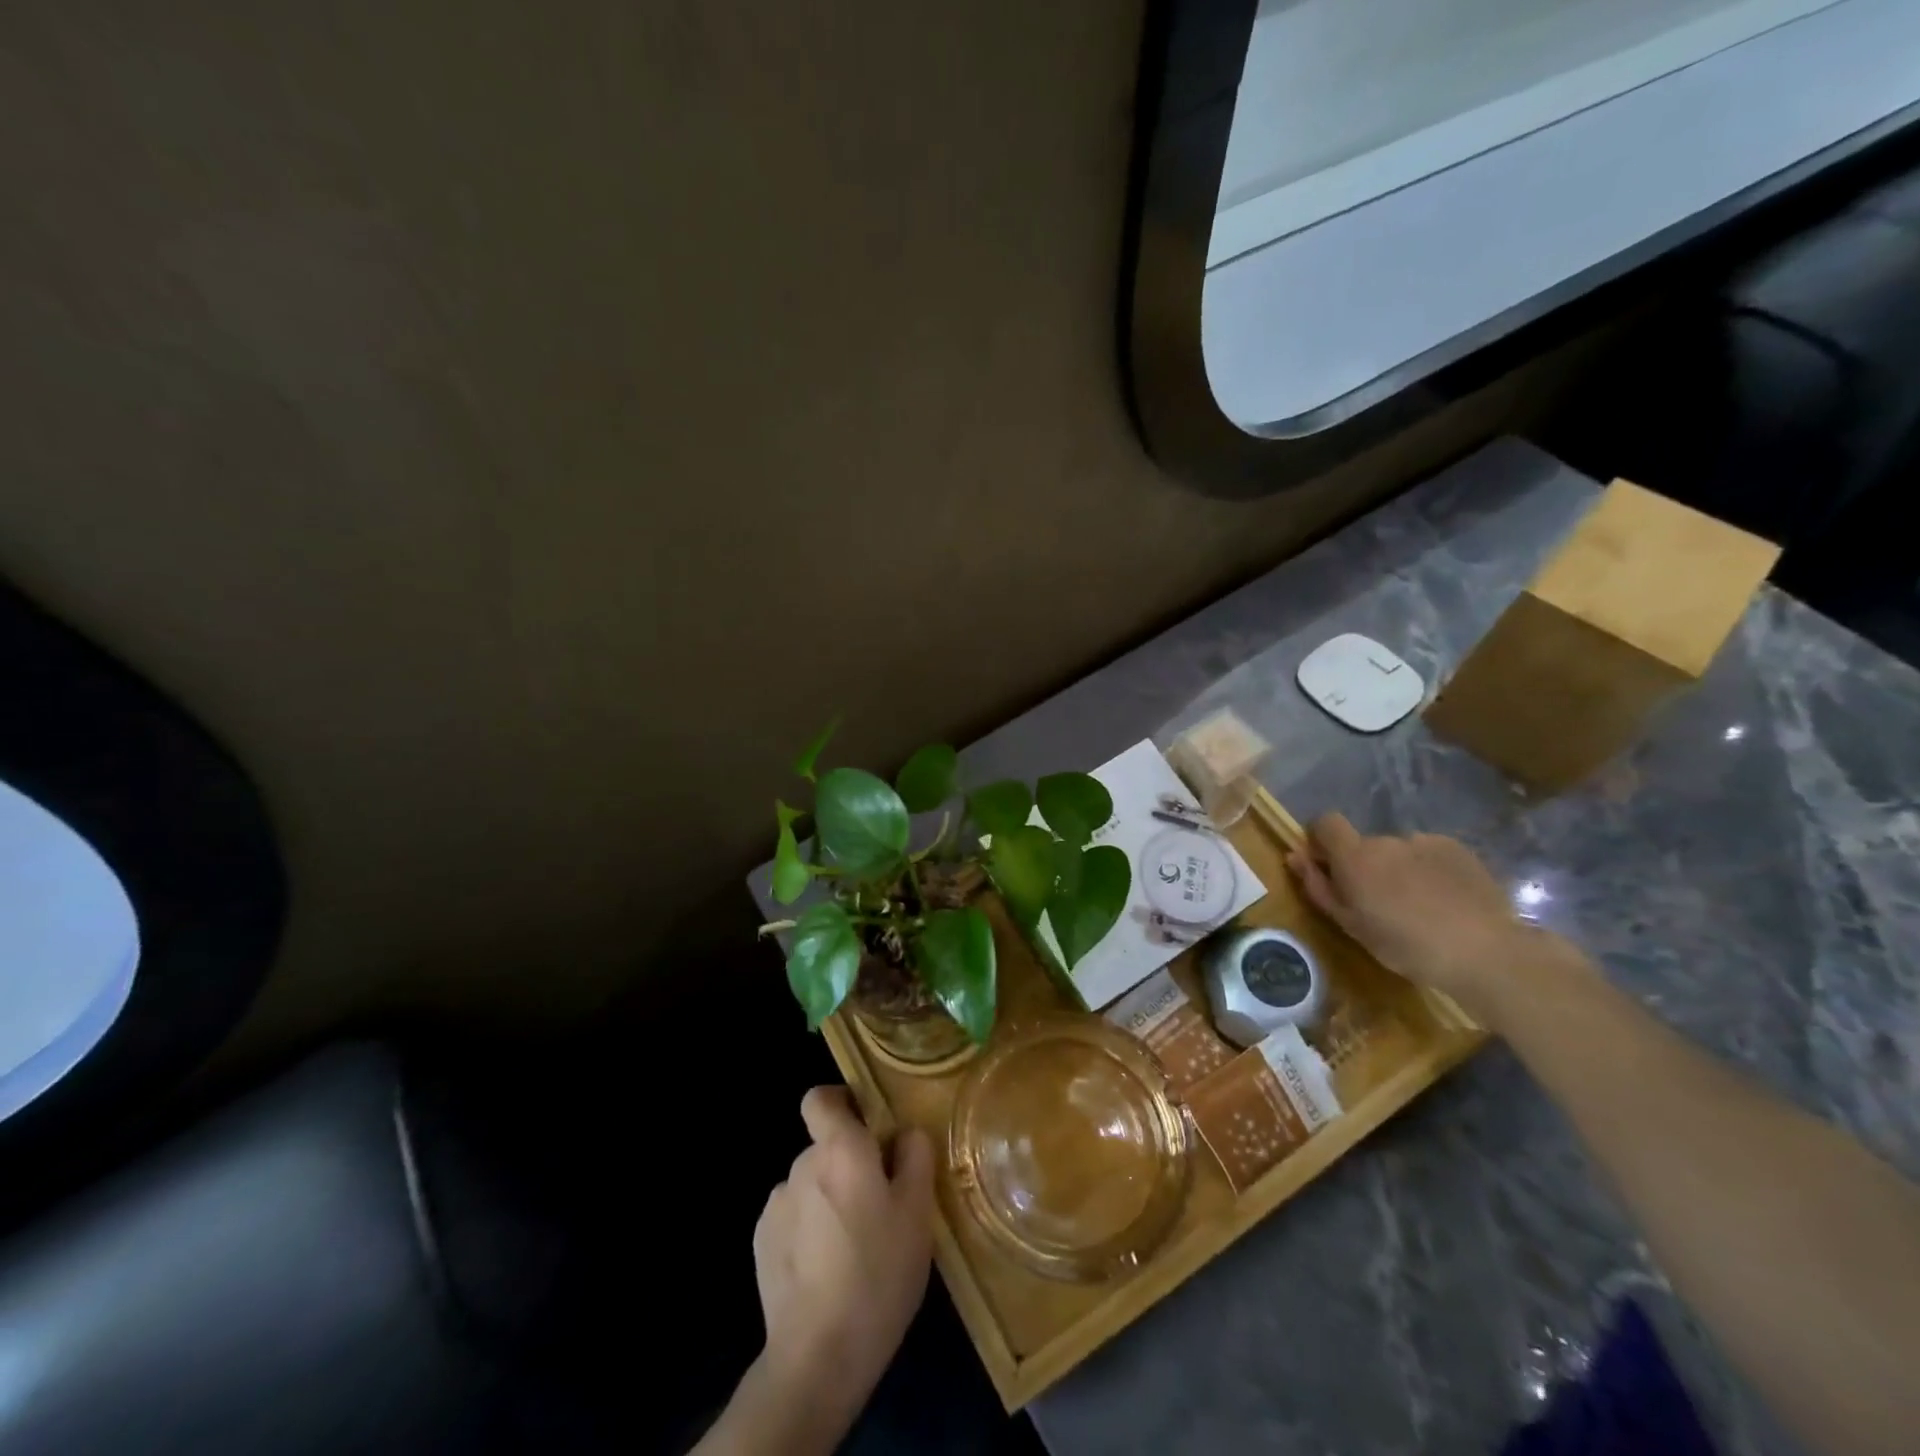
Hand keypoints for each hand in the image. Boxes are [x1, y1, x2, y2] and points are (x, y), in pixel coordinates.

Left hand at [750, 1086, 933, 1436]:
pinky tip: (826, 1270)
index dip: (841, 1102)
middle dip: (849, 1165)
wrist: (817, 1356)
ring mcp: (776, 1205)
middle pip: (826, 1147)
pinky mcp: (761, 1243)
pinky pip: (794, 1218)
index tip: (867, 1125)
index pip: (821, 1098)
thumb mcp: (918, 1213)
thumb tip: (904, 1133)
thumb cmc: (878, 1274)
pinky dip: (809, 1230)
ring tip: (854, 1246)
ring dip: (829, 1199)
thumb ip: (915, 1157)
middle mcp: (802, 1165)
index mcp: (840, 1149)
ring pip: (811, 1185)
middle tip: (879, 1206)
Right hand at [1287, 812, 1531, 1023]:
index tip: (1327, 865)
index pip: (1326, 822)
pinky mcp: (1458, 849)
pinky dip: (1429, 870)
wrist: (1484, 952)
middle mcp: (1386, 839)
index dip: (1322, 839)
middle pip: (1365, 844)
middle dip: (1366, 866)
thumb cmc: (1405, 944)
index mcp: (1355, 856)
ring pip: (1399, 851)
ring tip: (1420, 906)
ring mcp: (1425, 842)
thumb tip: (1295, 856)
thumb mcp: (1350, 924)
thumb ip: (1318, 886)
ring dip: (1399, 869)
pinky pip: (1430, 854)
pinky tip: (1445, 900)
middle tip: (1380, 903)